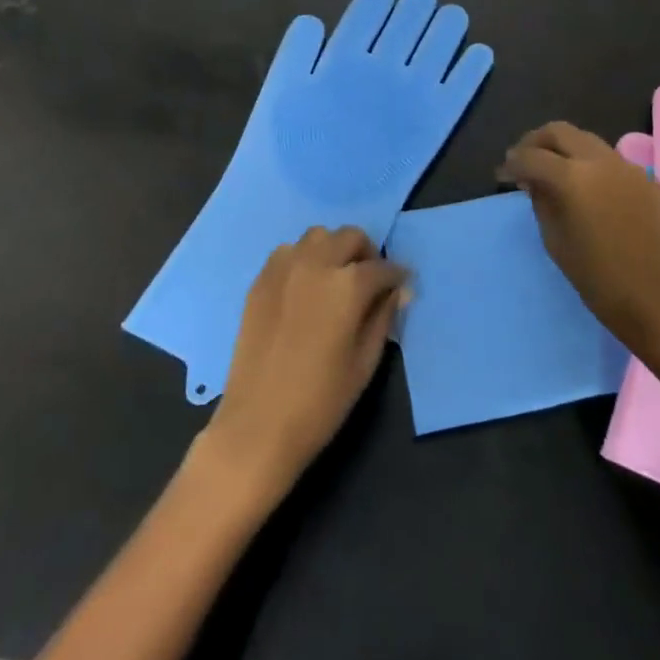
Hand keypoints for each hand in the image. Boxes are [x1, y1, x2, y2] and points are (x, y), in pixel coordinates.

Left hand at [200, 226, 407, 502]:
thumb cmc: (321, 401)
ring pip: (317, 236)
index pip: (381, 267)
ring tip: (335, 279)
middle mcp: (315, 263)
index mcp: (347, 285)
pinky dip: (303, 258)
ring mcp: (283, 268)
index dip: (397, 275)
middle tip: (370, 280)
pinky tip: (305, 288)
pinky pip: (287, 252)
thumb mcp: (365, 363)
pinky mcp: (260, 280)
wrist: (258, 423)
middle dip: (366, 253)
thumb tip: (399, 291)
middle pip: (349, 236)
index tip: (402, 284)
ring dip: (332, 250)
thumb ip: (383, 318)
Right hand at [498, 121, 659, 356]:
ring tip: (553, 171)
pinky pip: (612, 162)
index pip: (531, 156)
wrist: (656, 302)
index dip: (512, 163)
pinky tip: (587, 190)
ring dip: (565, 149)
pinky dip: (591, 166)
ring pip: (588, 141)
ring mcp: (629, 168)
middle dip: (536, 142)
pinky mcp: (648, 181)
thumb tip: (533, 180)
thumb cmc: (596, 278)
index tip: (502, 175)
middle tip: (523, 161)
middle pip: (560, 131)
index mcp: (573, 178)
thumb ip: (540, 200)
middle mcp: (601, 161)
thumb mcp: (554, 240)